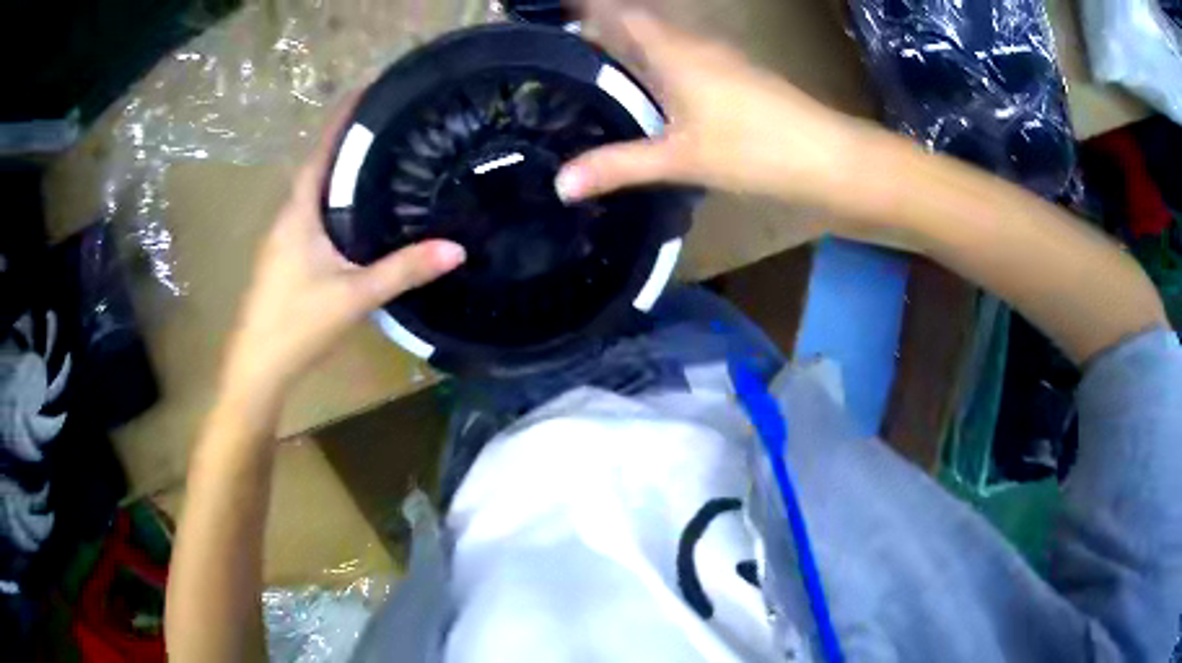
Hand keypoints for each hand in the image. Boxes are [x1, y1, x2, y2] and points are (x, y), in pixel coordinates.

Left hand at [221, 101, 465, 404]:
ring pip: (314, 195)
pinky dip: (334, 203)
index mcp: (298, 214)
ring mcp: (283, 241)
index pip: (320, 152)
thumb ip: (403, 270)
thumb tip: (457, 248)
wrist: (258, 367)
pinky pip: (313, 218)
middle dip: (347, 142)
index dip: (341, 119)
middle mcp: (287, 219)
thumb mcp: (355, 295)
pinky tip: (357, 215)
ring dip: (340, 173)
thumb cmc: (298, 324)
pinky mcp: (285, 261)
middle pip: (318, 168)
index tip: (368, 90)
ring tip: (379, 159)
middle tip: (388, 124)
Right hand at [557, 5, 856, 205]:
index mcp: (673, 50)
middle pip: (638, 22)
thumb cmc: (754, 149)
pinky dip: (656, 63)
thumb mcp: (680, 159)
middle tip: (561, 53)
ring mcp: (720, 57)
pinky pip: (684, 56)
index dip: (586, 8)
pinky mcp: (738, 75)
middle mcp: (694, 43)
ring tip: (593, 69)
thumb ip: (618, 166)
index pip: (618, 12)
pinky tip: (648, 89)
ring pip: (662, 39)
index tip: (552, 15)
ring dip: (630, 45)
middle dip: (600, 28)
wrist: (828, 157)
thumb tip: (560, 184)